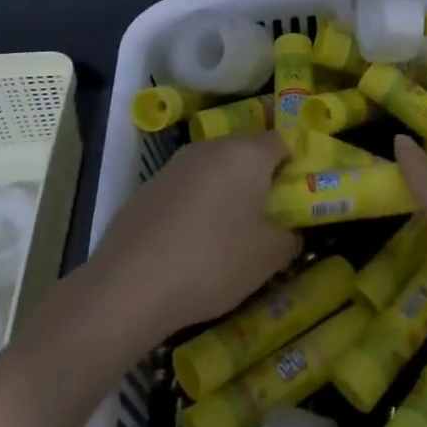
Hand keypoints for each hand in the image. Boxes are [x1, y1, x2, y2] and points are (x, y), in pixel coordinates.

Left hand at [86, 131, 299, 346]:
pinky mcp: (148, 186)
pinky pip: (187, 186)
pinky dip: (197, 204)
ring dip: (227, 189)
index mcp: (246, 153)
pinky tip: (192, 241)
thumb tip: (290, 231)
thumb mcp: (269, 256)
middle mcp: (210, 147)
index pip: (282, 141)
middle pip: (245, 150)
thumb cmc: (213, 261)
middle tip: (268, 213)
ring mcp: (175, 164)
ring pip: (214, 167)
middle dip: (260, 176)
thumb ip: (290, 236)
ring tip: (230, 230)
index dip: (294, 165)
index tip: (297, 196)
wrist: (129, 285)